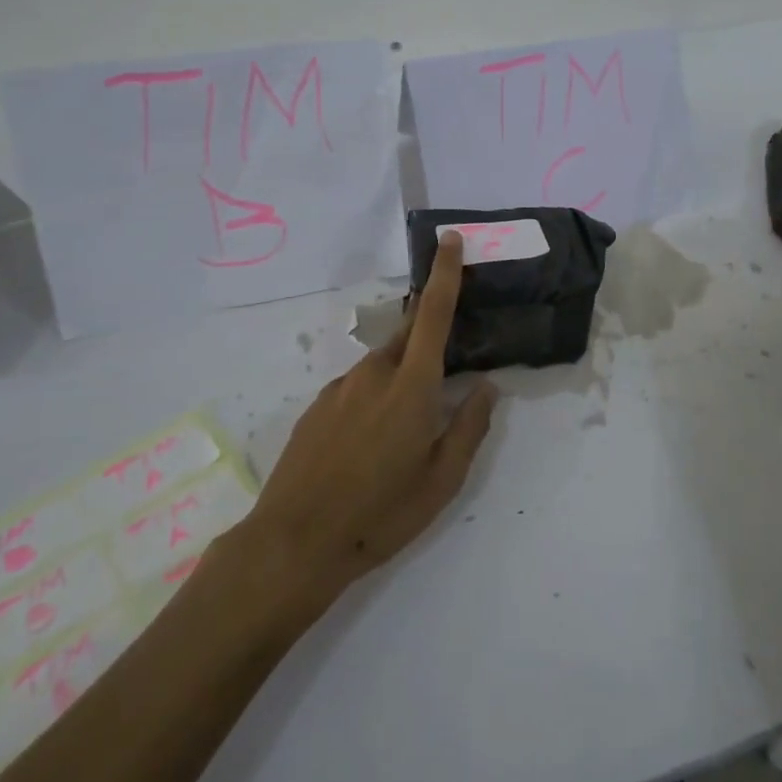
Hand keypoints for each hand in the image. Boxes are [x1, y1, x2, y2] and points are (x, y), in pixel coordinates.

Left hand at [247, 232, 496, 607]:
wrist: (294, 543)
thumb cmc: (380, 515)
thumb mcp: (442, 481)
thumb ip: (469, 428)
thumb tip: (487, 386)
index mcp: (412, 387)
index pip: (434, 315)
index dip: (445, 274)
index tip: (449, 239)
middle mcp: (374, 374)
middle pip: (409, 336)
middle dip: (430, 335)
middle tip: (445, 367)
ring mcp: (340, 388)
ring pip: (383, 365)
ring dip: (402, 377)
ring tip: (404, 429)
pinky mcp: (317, 406)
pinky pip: (357, 387)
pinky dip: (373, 398)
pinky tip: (369, 444)